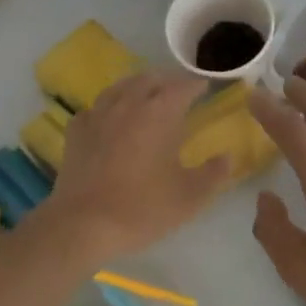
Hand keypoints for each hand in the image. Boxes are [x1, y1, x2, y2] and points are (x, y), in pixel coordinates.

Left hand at [39, 70, 231, 261]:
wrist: (83, 225)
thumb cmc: (142, 208)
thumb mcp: (190, 197)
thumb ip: (213, 173)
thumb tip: (228, 157)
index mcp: (160, 114)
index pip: (182, 87)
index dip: (196, 85)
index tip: (206, 87)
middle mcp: (128, 105)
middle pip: (149, 80)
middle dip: (167, 81)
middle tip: (179, 90)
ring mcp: (98, 116)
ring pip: (120, 88)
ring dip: (137, 87)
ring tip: (146, 95)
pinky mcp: (76, 132)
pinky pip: (95, 108)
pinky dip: (108, 108)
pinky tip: (109, 119)